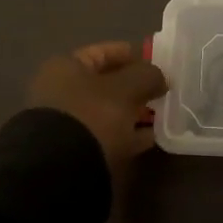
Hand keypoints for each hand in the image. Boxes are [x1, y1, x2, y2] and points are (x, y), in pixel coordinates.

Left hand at [27, 41, 168, 172]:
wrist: (61, 171)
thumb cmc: (93, 115)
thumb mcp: (127, 88)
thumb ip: (148, 75)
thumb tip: (160, 77)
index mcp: (66, 67)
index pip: (104, 52)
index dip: (133, 55)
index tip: (158, 64)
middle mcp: (60, 91)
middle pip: (106, 83)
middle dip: (135, 87)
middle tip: (162, 92)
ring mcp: (66, 123)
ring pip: (107, 111)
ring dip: (133, 112)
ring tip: (160, 116)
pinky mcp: (73, 150)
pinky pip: (106, 135)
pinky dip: (126, 135)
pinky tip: (149, 139)